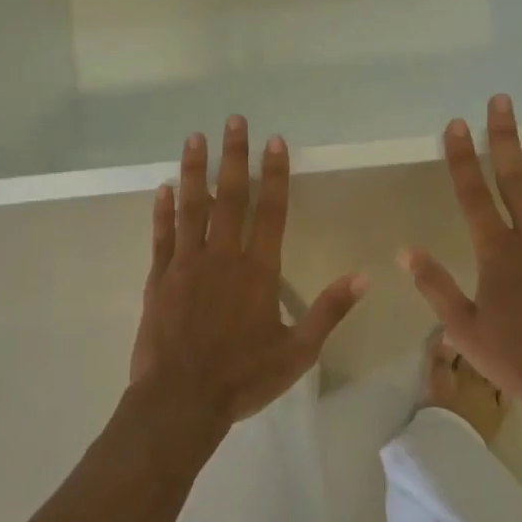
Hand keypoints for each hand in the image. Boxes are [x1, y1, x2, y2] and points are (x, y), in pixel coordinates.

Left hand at [131, 116, 367, 436]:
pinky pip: (162, 235)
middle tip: (234, 121)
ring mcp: (186, 264)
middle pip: (230, 197)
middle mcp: (222, 257)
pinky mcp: (158, 278)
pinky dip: (162, 210)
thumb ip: (329, 311)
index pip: (270, 211)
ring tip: (195, 137)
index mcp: (257, 271)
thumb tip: (363, 277)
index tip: (274, 141)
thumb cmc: (243, 377)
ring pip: (191, 207)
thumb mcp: (298, 352)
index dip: (274, 173)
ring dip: (195, 170)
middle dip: (234, 156)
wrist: (181, 400)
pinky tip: (163, 187)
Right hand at [400, 96, 521, 426]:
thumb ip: (436, 286)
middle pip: (516, 177)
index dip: (462, 157)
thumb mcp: (465, 330)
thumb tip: (404, 251)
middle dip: (506, 136)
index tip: (457, 124)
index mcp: (498, 252)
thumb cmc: (520, 359)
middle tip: (503, 99)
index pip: (473, 194)